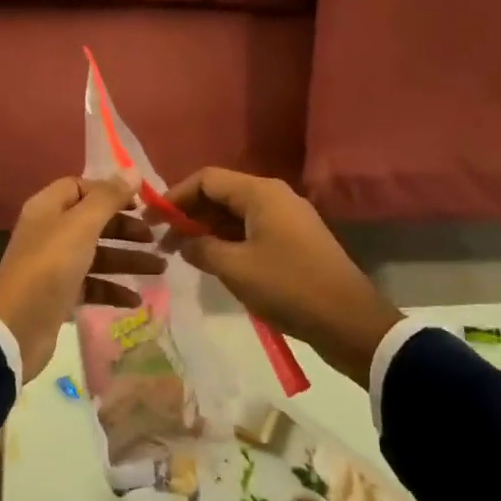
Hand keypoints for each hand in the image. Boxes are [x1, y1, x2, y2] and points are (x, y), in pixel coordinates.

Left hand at [0, 176, 164, 380]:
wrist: (18, 327)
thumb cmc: (50, 267)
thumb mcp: (81, 226)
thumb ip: (108, 198)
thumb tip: (133, 170)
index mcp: (48, 208)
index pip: (80, 187)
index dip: (110, 191)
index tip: (140, 204)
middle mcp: (50, 231)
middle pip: (93, 221)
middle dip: (125, 229)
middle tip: (155, 237)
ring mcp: (54, 264)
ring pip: (97, 254)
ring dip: (127, 259)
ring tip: (160, 269)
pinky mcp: (60, 294)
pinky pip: (92, 284)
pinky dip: (113, 288)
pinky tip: (136, 299)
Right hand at [161, 168, 400, 386]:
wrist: (348, 321)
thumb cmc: (287, 287)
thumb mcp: (235, 268)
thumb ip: (201, 249)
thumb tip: (184, 243)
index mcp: (260, 193)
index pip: (206, 179)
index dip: (175, 196)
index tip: (151, 220)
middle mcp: (274, 196)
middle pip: (221, 194)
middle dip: (189, 214)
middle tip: (163, 242)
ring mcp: (288, 218)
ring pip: (236, 213)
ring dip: (207, 230)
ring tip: (182, 255)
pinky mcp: (295, 240)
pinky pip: (252, 230)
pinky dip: (228, 240)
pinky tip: (214, 262)